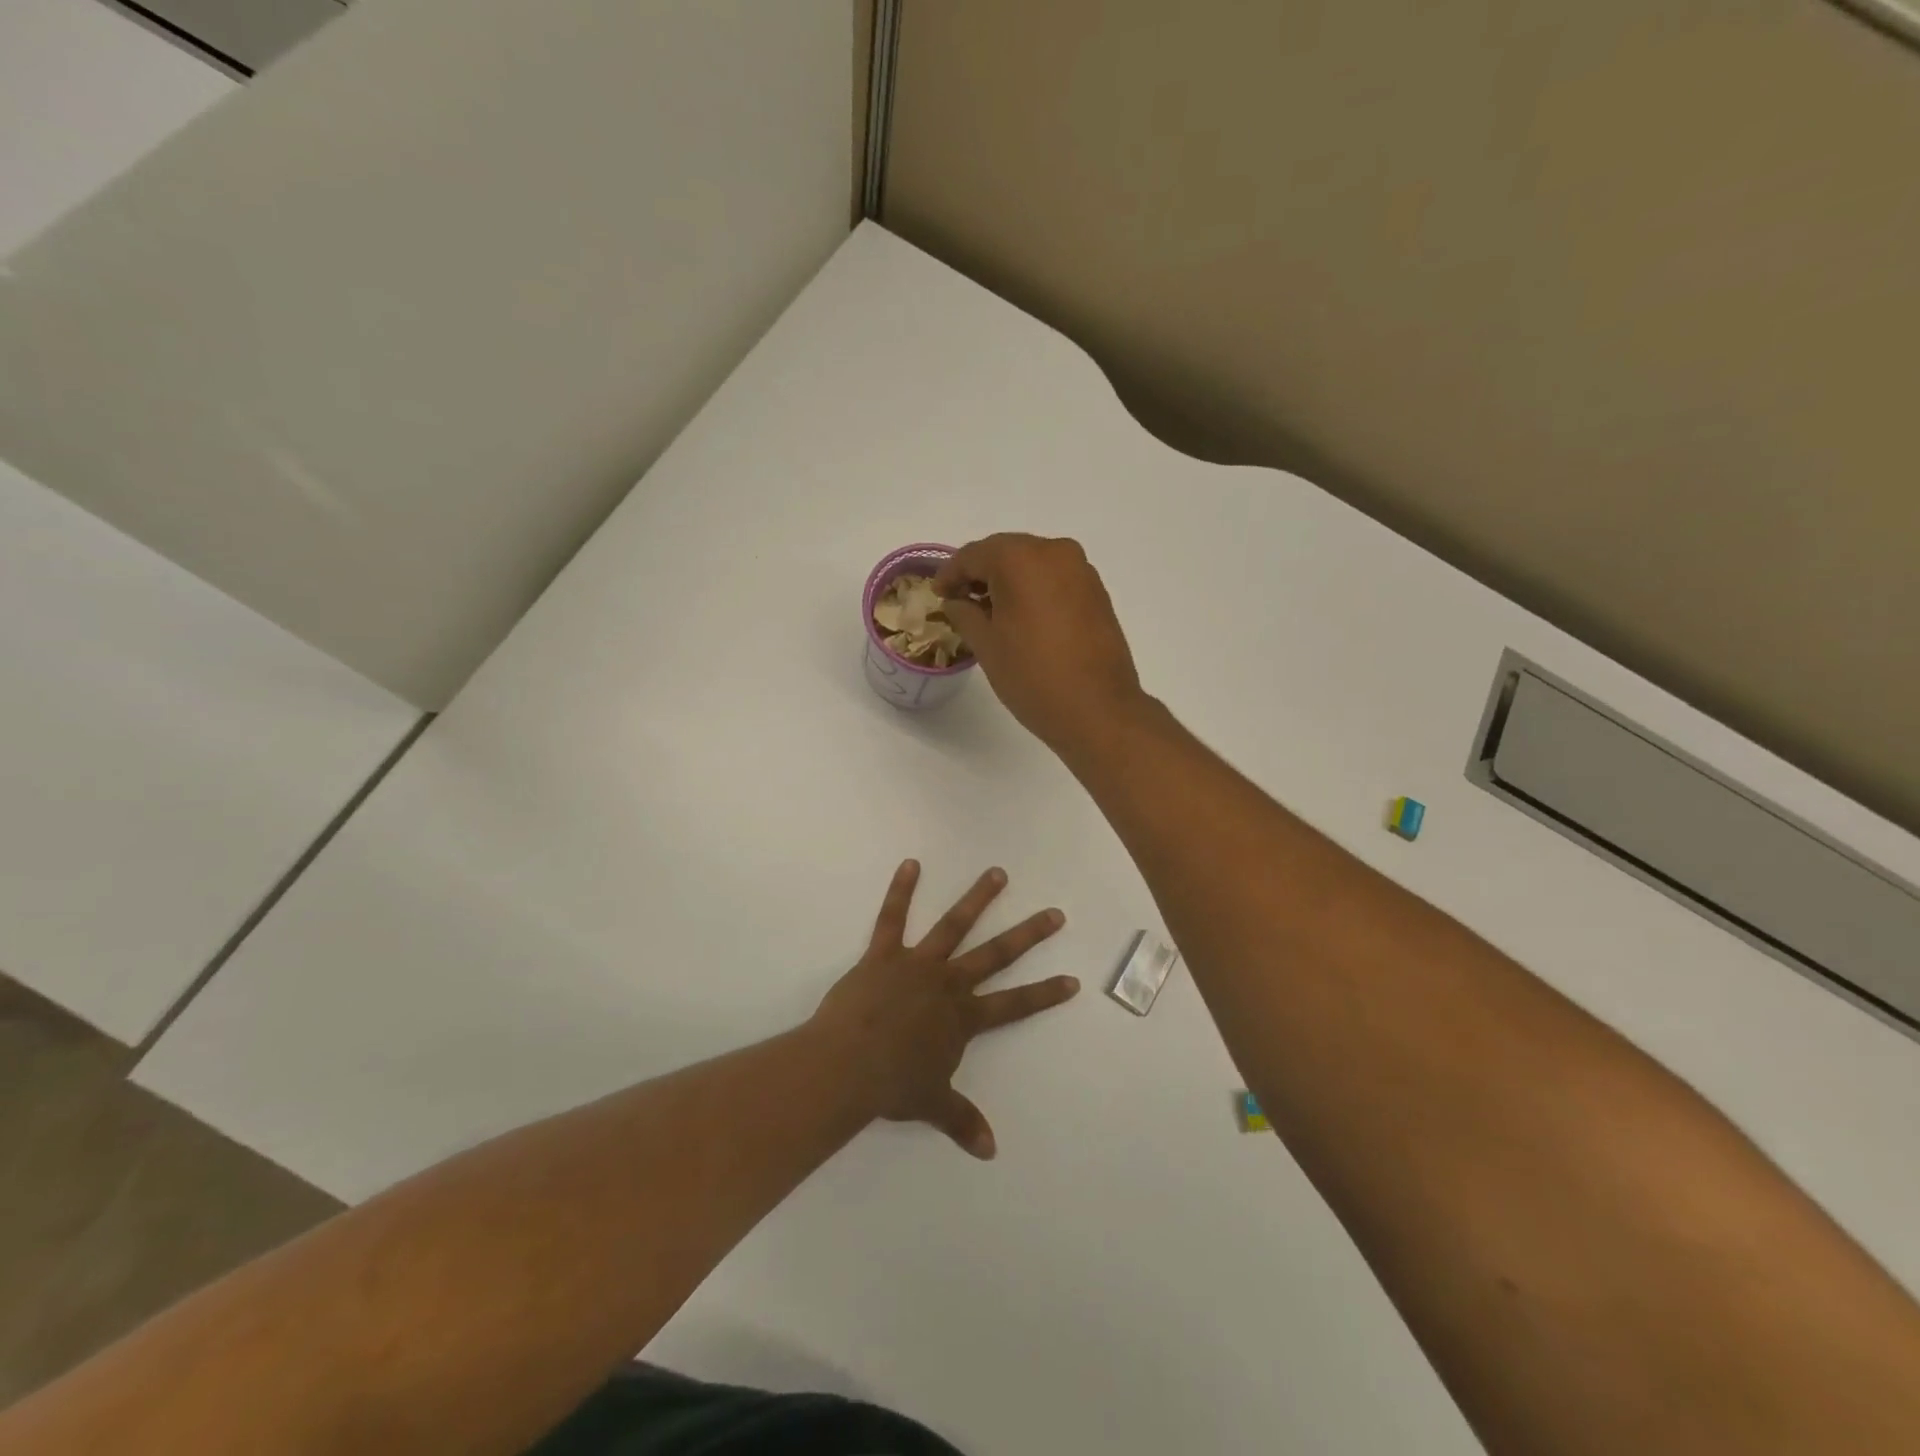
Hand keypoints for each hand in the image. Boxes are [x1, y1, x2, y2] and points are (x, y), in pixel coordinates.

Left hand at [811, 860, 1077, 1158]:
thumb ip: (962, 1121)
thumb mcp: (932, 1104)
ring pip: (954, 925)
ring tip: (997, 874)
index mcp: (963, 1018)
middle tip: (1054, 914)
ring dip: (977, 899)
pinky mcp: (883, 954)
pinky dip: (901, 891)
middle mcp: (948, 984)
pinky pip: (893, 918)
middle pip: (996, 955)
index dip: (1045, 994)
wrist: (848, 1066)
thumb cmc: (892, 1086)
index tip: (1072, 980)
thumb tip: (990, 1151)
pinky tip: (910, 864)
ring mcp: (917, 964)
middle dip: (1028, 935)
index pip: (1015, 1006)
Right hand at [934, 534, 1145, 752]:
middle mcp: (1054, 552)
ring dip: (1008, 582)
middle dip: (980, 574)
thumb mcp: (986, 645)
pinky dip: (1034, 590)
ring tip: (990, 613)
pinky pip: (1055, 579)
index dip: (950, 574)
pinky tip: (1022, 618)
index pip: (974, 555)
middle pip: (1005, 552)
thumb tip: (957, 601)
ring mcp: (1081, 570)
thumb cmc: (1033, 676)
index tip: (938, 595)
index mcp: (1021, 558)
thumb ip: (964, 614)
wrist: (1098, 710)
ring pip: (1032, 564)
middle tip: (960, 602)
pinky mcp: (1097, 592)